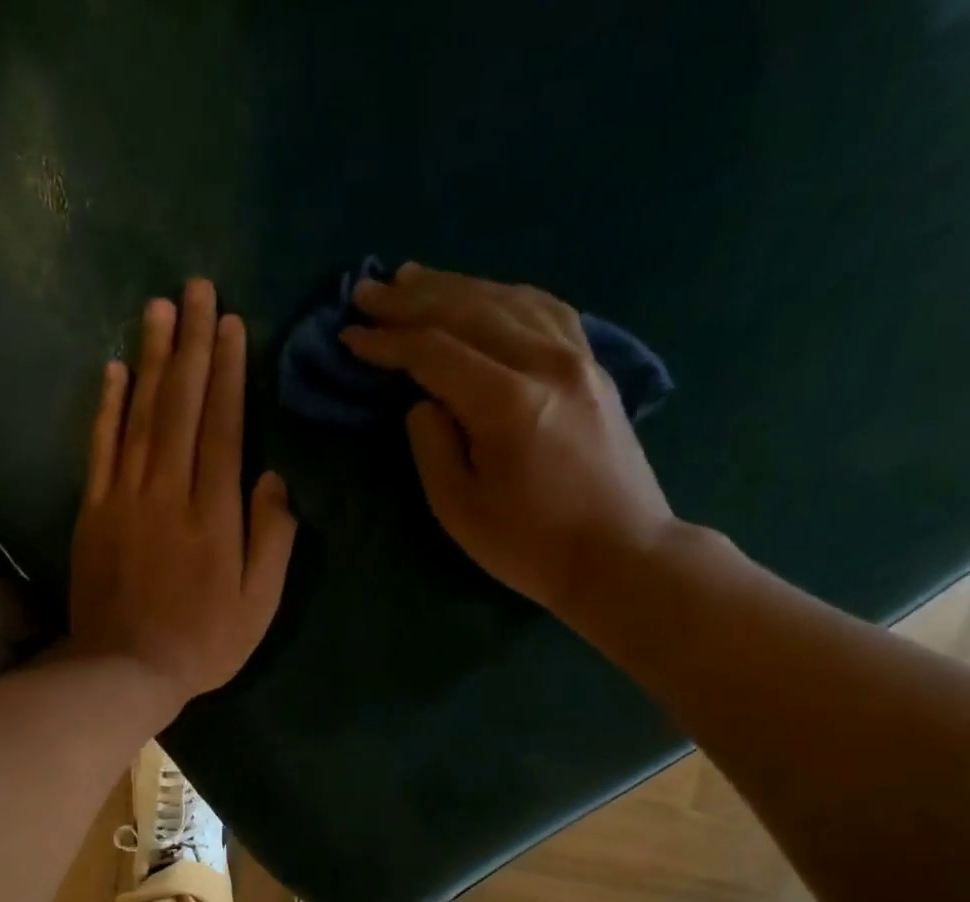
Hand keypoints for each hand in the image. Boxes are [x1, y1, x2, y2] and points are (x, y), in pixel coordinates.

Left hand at [68, 278, 297, 713]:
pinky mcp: (93, 511)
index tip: (231, 324)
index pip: (223, 428)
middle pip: (181, 407)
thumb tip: (275, 478)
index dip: (228, 373)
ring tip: (159, 307)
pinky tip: (113, 369)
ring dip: (151, 358)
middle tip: (196, 288)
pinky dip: (106, 406)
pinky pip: (100, 448)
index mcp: (215, 516)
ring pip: (140, 416)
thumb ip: (272, 540)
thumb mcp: (259, 605)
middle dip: (192, 345)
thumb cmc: (203, 643)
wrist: (124, 670)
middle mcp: (169, 493)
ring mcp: (125, 499)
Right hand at [343, 264, 677, 623]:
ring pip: (507, 299)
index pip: (434, 352)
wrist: (620, 554)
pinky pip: (544, 309)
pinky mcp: (594, 365)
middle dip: (411, 300)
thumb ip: (432, 446)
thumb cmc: (531, 545)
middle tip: (366, 291)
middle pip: (469, 310)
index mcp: (508, 403)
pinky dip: (504, 294)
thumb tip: (423, 402)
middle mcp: (546, 362)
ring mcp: (578, 357)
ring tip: (412, 278)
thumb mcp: (460, 510)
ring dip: (454, 286)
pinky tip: (482, 293)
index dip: (387, 342)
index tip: (349, 336)